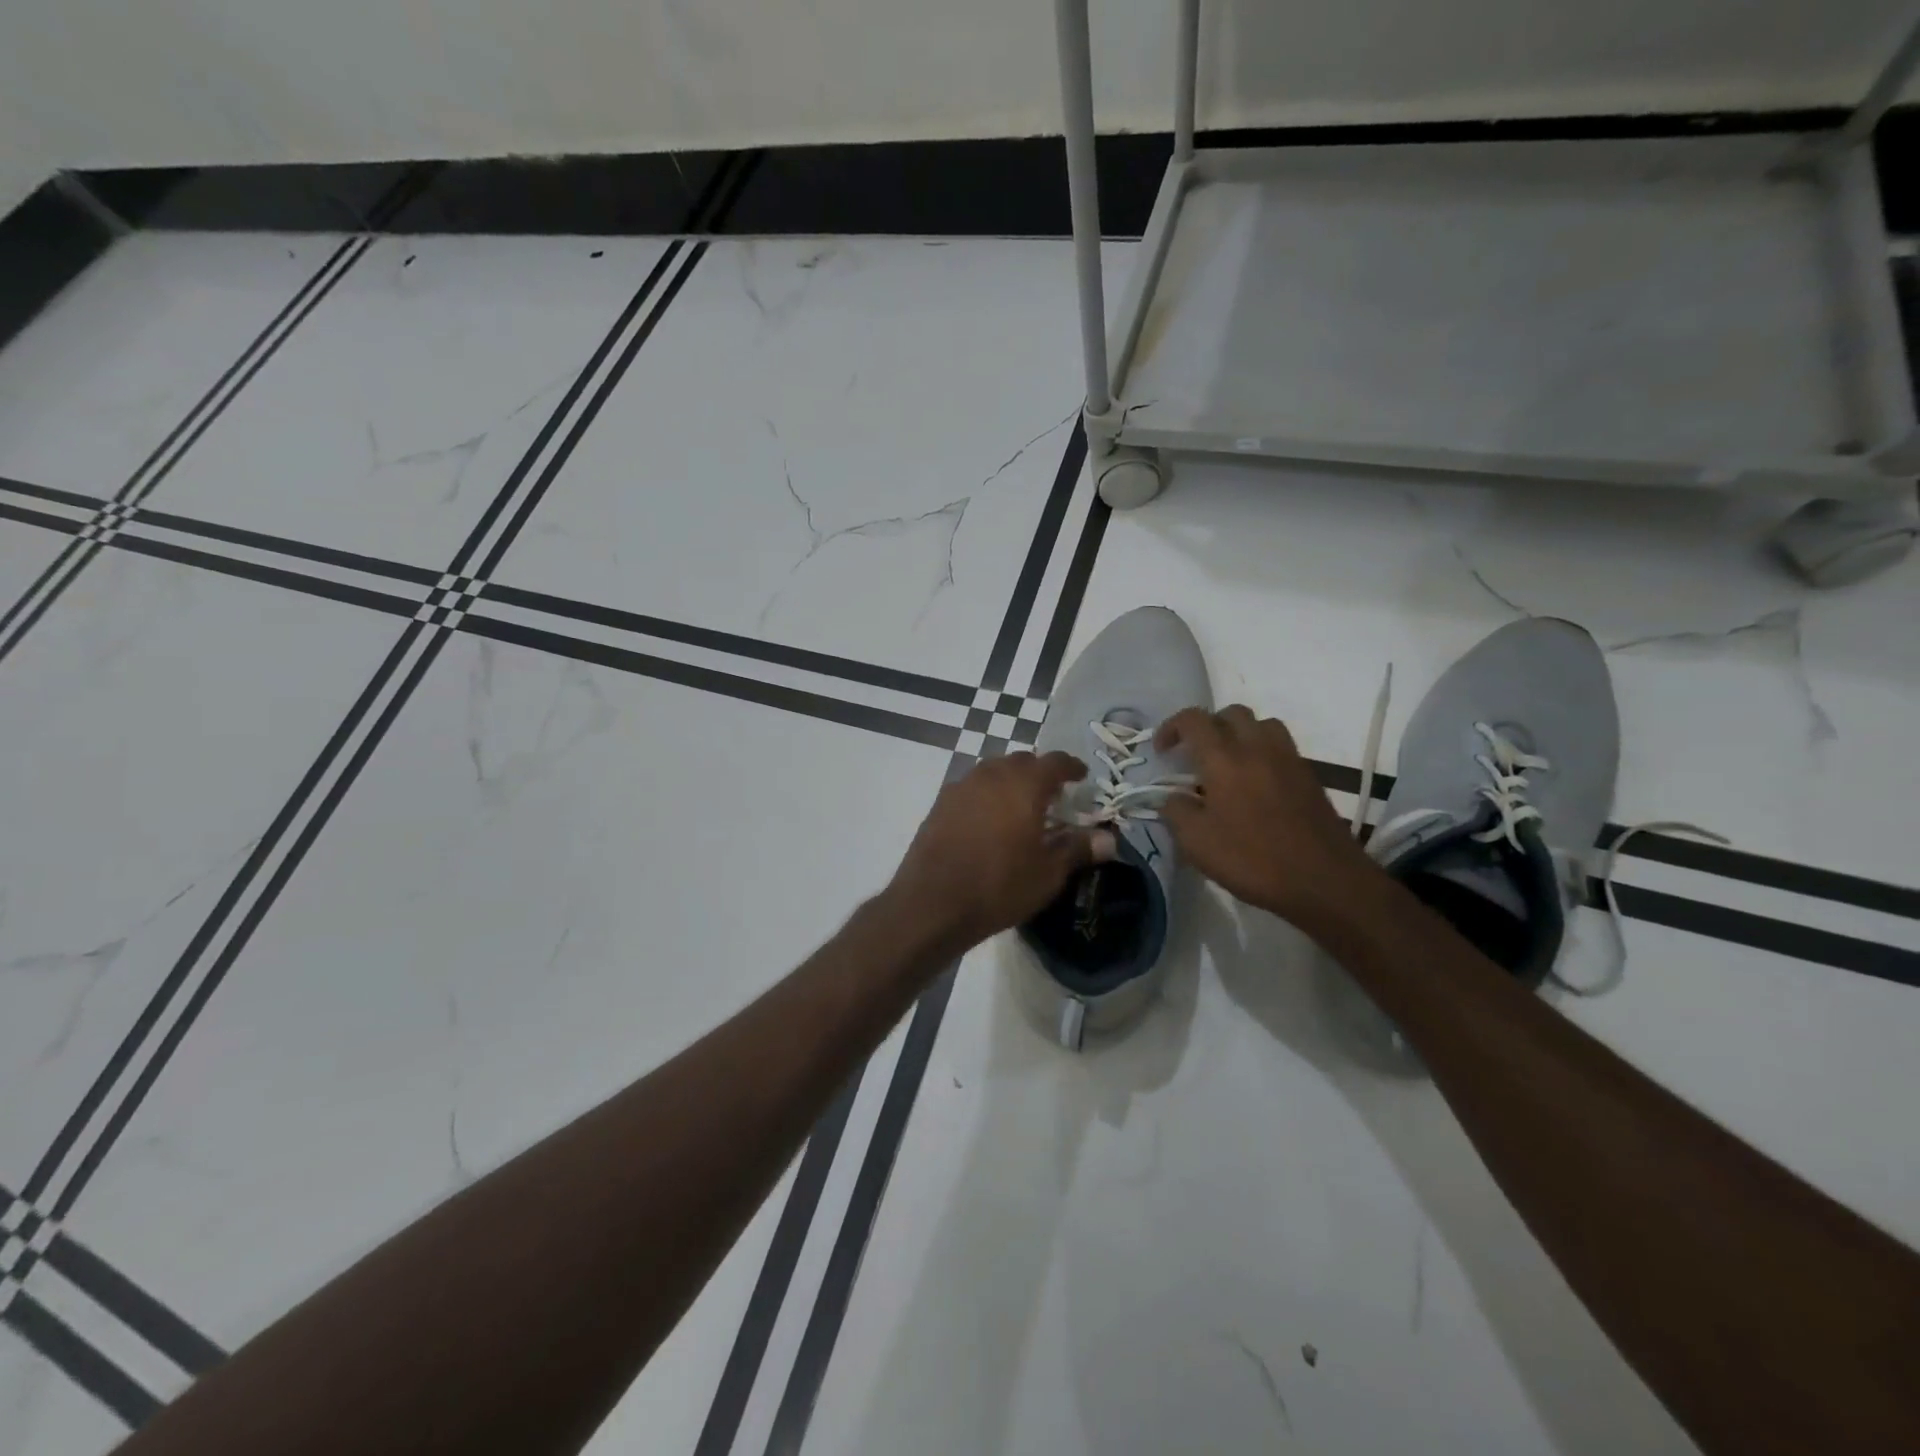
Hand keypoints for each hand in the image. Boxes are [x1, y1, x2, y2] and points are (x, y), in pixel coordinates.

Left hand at [887, 751, 1113, 951]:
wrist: (932, 903)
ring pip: (993, 771)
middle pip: (1022, 761)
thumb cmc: (999, 886)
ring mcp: (961, 786)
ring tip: (1020, 808)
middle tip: (1052, 796)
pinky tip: (989, 821)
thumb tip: (1109, 839)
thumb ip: (1078, 848)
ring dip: (1011, 782)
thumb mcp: (1048, 873)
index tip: (1081, 776)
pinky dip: (987, 795)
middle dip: (1040, 773)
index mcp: (1024, 784)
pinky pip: (972, 788)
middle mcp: (991, 774)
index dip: (1071, 767)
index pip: (1054, 761)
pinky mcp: (940, 804)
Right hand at [1155, 705, 1381, 933]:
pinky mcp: (1309, 776)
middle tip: (1195, 755)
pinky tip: (1255, 785)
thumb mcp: (1196, 842)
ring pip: (1262, 724)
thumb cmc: (1252, 859)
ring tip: (1228, 763)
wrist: (1323, 880)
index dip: (1171, 727)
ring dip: (1239, 734)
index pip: (1193, 720)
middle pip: (1231, 713)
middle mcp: (1257, 748)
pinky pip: (1281, 748)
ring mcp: (1288, 759)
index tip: (1162, 751)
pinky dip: (1262, 753)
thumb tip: (1173, 797)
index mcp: (1224, 758)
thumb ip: (1176, 811)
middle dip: (1208, 726)